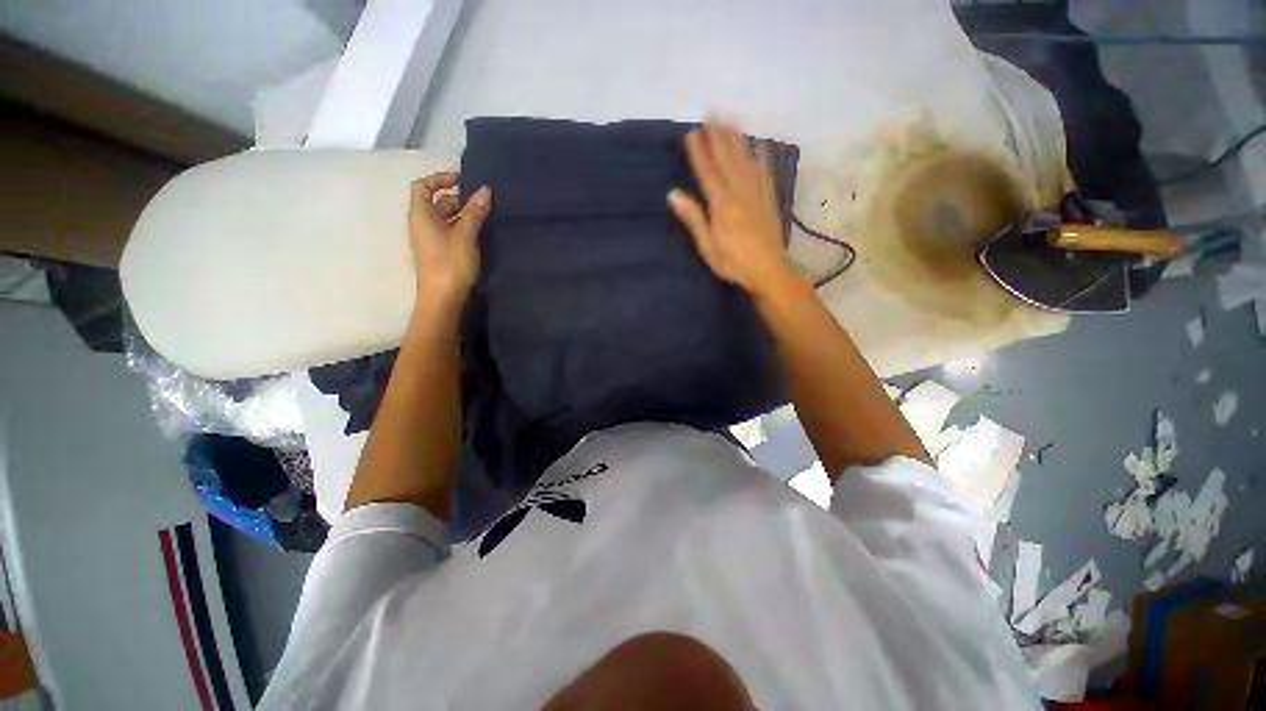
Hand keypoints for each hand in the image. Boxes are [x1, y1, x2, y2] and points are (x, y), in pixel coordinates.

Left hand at [408, 172, 491, 307]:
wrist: (443, 298)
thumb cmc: (451, 263)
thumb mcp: (465, 235)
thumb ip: (475, 212)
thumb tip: (485, 190)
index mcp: (421, 215)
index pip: (422, 186)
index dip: (440, 178)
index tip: (462, 180)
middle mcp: (421, 225)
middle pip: (436, 203)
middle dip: (458, 200)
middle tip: (481, 205)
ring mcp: (429, 241)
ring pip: (445, 219)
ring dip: (462, 216)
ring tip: (484, 220)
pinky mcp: (438, 254)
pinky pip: (448, 233)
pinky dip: (462, 229)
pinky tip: (478, 236)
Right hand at [668, 122, 804, 298]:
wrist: (768, 269)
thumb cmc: (733, 262)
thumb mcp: (707, 246)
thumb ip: (693, 219)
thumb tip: (673, 194)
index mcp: (721, 204)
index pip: (707, 171)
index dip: (698, 152)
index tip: (691, 133)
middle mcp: (739, 191)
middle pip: (727, 159)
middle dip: (718, 136)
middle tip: (712, 114)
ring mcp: (757, 193)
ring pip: (746, 159)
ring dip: (737, 139)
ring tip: (730, 120)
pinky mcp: (769, 198)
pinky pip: (765, 170)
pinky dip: (761, 155)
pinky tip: (759, 145)